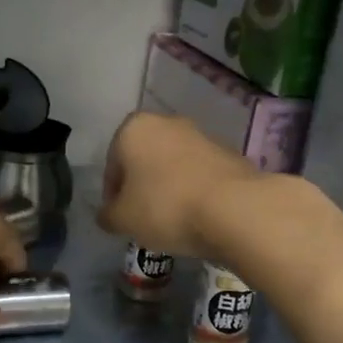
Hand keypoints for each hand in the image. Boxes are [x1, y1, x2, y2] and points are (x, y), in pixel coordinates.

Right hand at [97, 112, 261, 261]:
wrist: (235, 208)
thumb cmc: (165, 207)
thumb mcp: (122, 220)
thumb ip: (108, 215)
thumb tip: (108, 214)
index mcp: (133, 128)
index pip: (112, 164)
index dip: (113, 194)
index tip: (121, 218)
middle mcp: (166, 122)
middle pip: (144, 159)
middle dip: (142, 187)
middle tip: (144, 219)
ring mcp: (201, 134)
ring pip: (173, 165)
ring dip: (168, 187)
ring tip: (172, 221)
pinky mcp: (228, 152)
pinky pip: (199, 174)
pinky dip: (194, 190)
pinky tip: (197, 216)